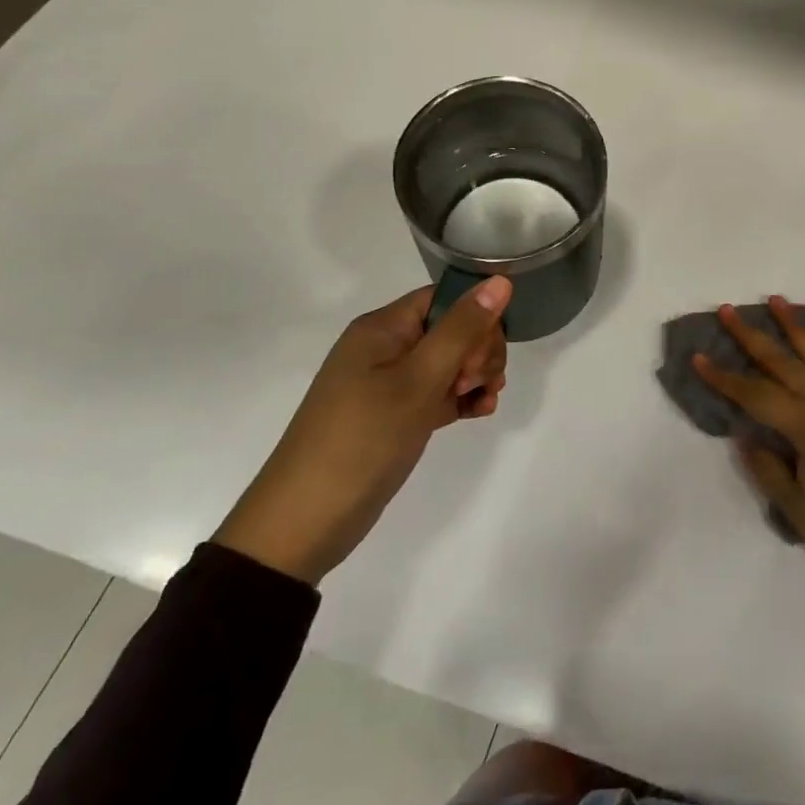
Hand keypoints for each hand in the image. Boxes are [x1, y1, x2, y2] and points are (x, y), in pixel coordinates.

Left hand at [214, 277, 512, 584]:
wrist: (304, 523)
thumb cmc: (363, 439)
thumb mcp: (418, 381)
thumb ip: (462, 329)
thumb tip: (500, 280)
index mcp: (383, 328)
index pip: (444, 298)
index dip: (476, 317)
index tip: (485, 355)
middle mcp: (385, 347)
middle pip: (452, 328)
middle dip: (478, 351)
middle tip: (478, 383)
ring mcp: (389, 383)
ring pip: (450, 362)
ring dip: (476, 376)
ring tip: (484, 401)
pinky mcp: (395, 414)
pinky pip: (438, 392)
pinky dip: (462, 398)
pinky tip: (480, 413)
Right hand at [694, 296, 804, 590]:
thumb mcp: (799, 509)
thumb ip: (768, 469)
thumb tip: (745, 436)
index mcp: (804, 424)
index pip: (753, 394)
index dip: (723, 378)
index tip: (698, 357)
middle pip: (780, 361)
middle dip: (750, 336)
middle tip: (727, 310)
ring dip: (793, 326)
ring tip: (776, 300)